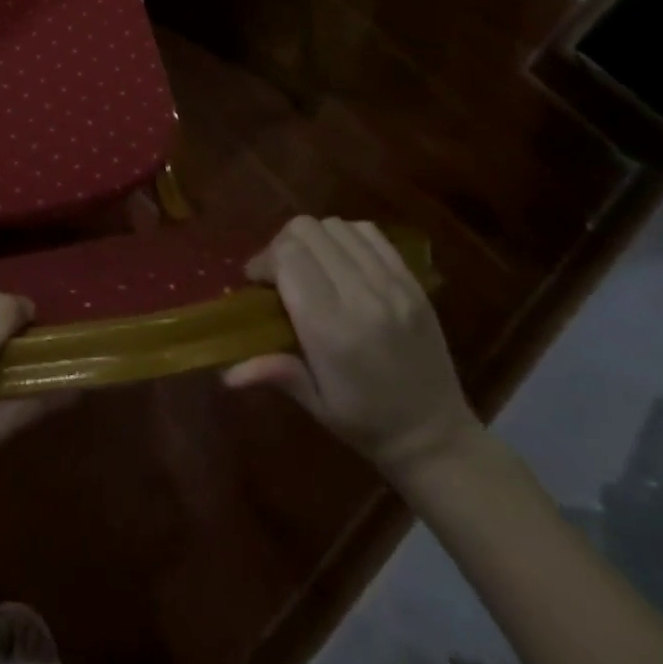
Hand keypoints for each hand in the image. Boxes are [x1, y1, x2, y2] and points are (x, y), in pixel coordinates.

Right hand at [226, 216, 480, 477]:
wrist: (437, 437)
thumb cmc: (366, 422)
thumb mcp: (314, 403)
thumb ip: (272, 372)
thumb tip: (225, 373)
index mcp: (329, 327)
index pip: (286, 257)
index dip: (263, 260)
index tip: (256, 280)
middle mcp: (360, 297)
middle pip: (306, 231)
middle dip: (282, 244)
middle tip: (279, 271)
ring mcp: (391, 285)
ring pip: (335, 226)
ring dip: (314, 238)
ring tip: (310, 264)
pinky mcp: (412, 282)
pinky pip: (370, 234)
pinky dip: (347, 236)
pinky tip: (341, 260)